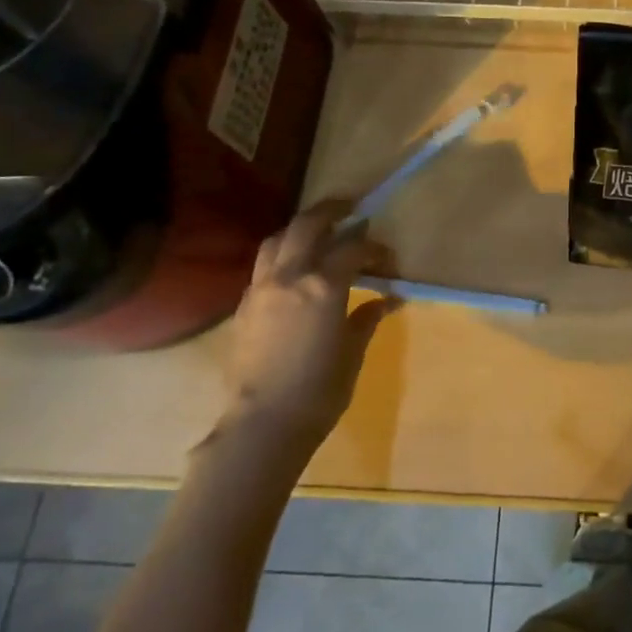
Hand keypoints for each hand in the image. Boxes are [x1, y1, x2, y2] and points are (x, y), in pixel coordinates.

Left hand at [223, 202, 392, 443]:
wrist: (263, 424)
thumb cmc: (319, 390)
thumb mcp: (352, 351)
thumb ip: (366, 317)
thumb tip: (386, 299)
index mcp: (323, 285)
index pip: (354, 248)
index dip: (375, 248)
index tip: (388, 258)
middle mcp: (289, 276)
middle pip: (308, 225)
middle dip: (332, 211)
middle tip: (350, 208)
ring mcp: (261, 288)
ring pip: (277, 240)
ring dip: (300, 229)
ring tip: (317, 232)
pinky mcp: (244, 306)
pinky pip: (263, 266)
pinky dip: (282, 256)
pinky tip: (294, 271)